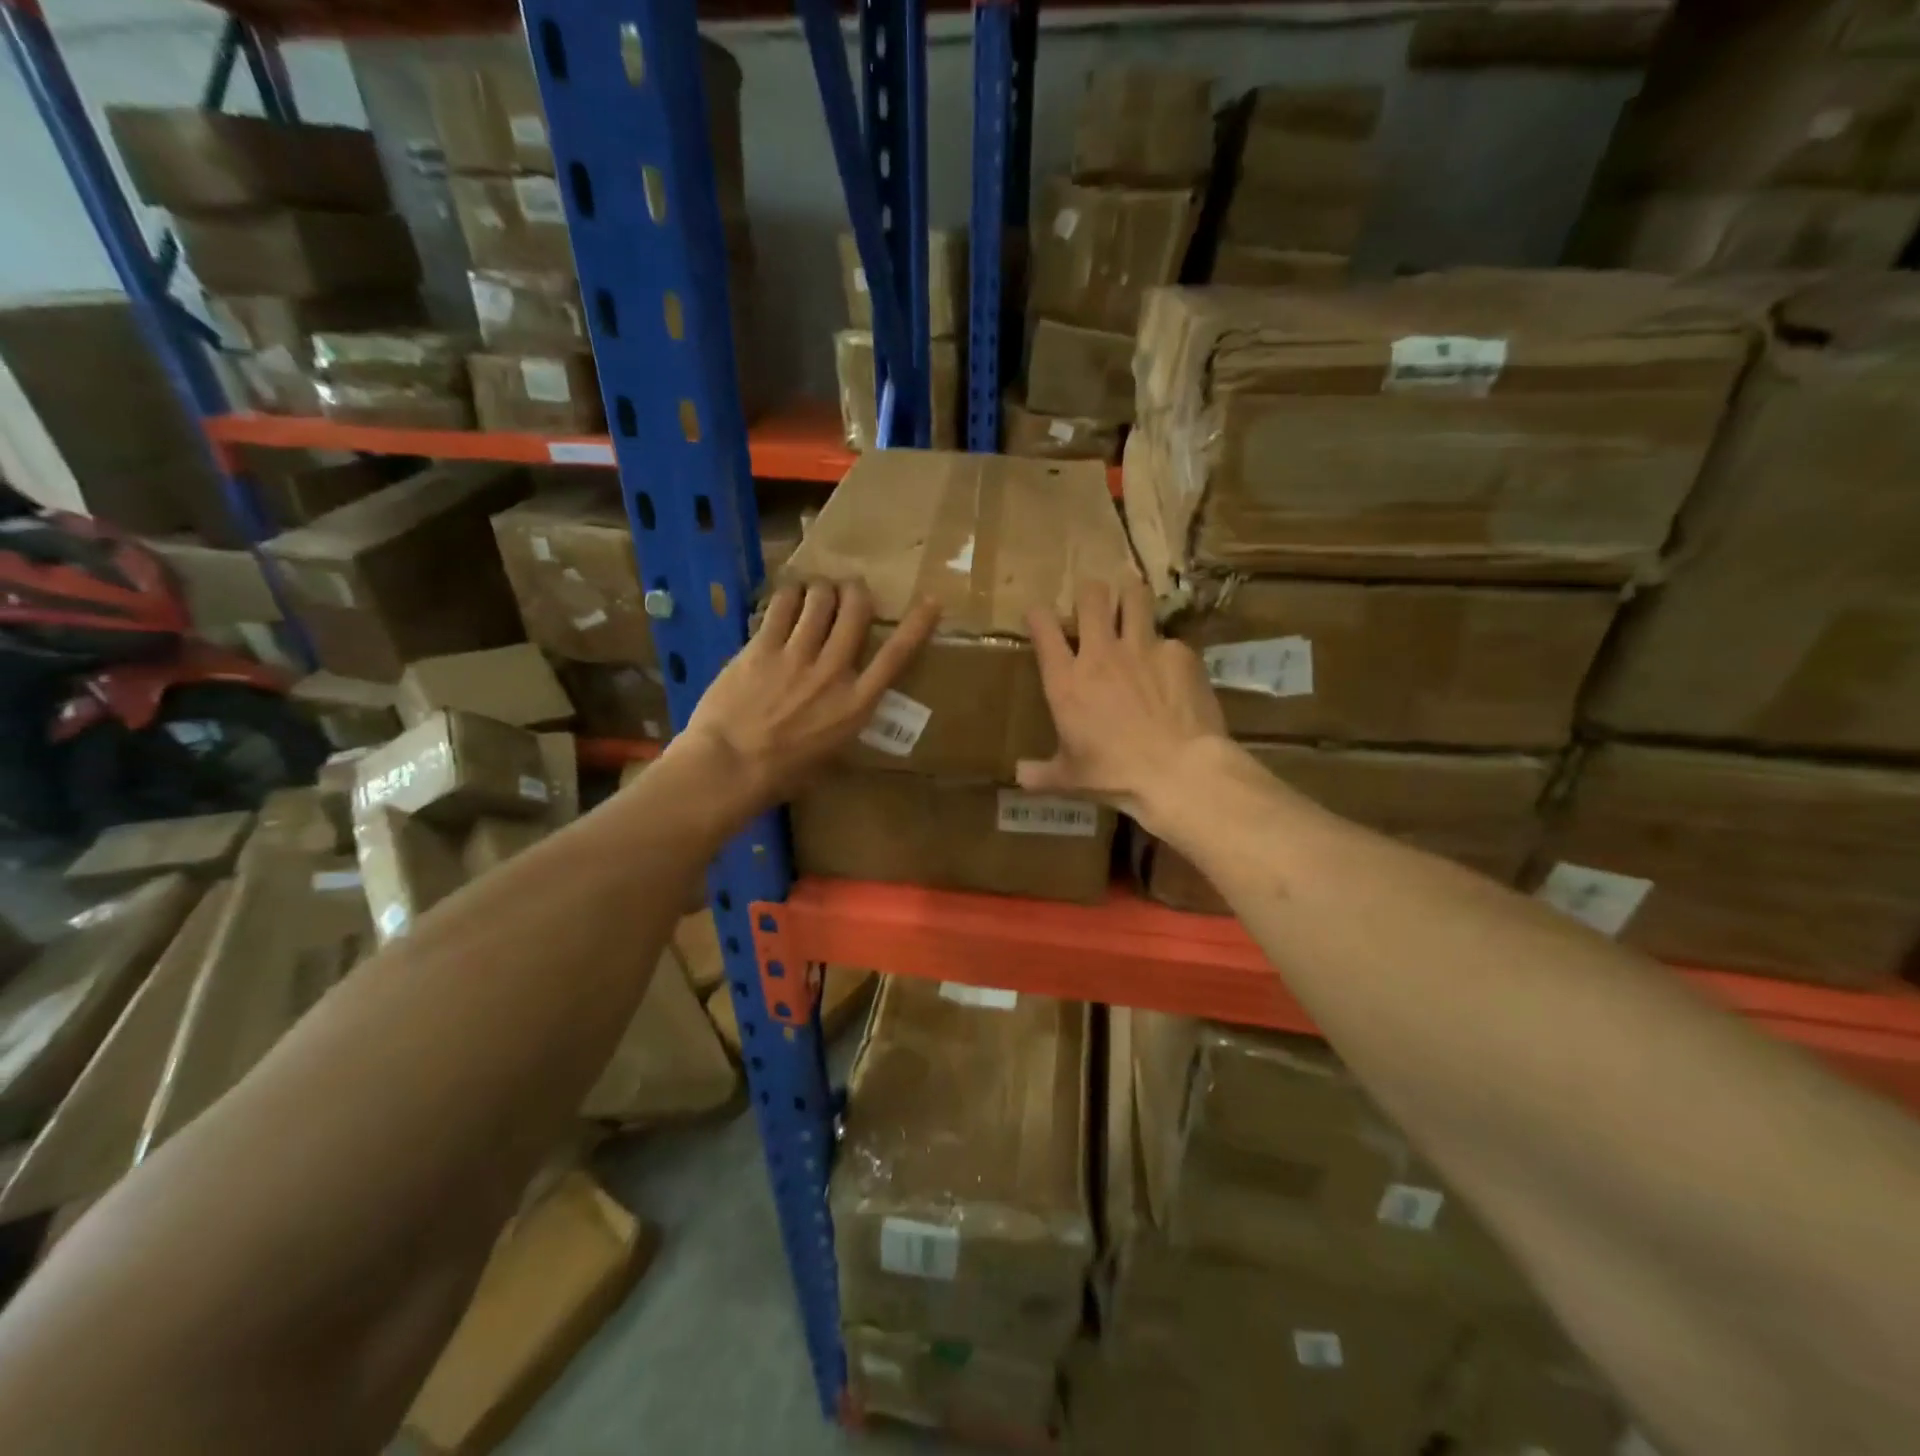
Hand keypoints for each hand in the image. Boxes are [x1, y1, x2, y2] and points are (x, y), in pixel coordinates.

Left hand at [681, 580, 939, 805]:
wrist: (729, 767)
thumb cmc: (781, 775)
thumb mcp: (830, 756)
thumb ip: (842, 723)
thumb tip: (845, 711)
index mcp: (856, 704)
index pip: (896, 656)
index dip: (917, 625)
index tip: (931, 601)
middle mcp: (833, 672)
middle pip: (855, 612)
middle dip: (856, 592)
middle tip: (851, 589)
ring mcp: (796, 656)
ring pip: (819, 601)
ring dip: (822, 589)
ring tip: (818, 590)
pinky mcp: (762, 648)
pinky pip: (782, 607)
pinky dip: (790, 595)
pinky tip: (789, 595)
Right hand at [1018, 579, 1226, 824]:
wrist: (1178, 772)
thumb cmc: (1115, 776)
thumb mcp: (1071, 778)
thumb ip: (1041, 774)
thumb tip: (1019, 776)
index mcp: (1067, 681)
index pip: (1043, 626)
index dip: (1038, 615)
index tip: (1040, 619)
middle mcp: (1101, 654)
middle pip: (1092, 595)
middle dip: (1090, 594)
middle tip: (1095, 608)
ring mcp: (1143, 648)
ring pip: (1135, 595)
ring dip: (1131, 599)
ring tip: (1133, 610)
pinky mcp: (1180, 653)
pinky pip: (1170, 638)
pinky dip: (1167, 650)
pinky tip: (1172, 670)